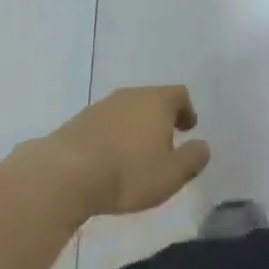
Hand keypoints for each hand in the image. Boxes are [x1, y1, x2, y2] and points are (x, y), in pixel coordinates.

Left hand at [34, 86, 210, 217]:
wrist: (65, 174)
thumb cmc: (128, 172)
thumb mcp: (171, 174)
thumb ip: (193, 158)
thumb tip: (203, 146)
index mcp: (157, 101)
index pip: (179, 94)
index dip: (186, 110)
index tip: (187, 128)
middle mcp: (130, 95)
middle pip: (152, 100)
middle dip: (160, 119)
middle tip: (164, 144)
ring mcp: (102, 106)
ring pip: (127, 112)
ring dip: (134, 129)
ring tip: (135, 156)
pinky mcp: (78, 122)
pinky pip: (105, 125)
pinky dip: (112, 138)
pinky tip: (108, 161)